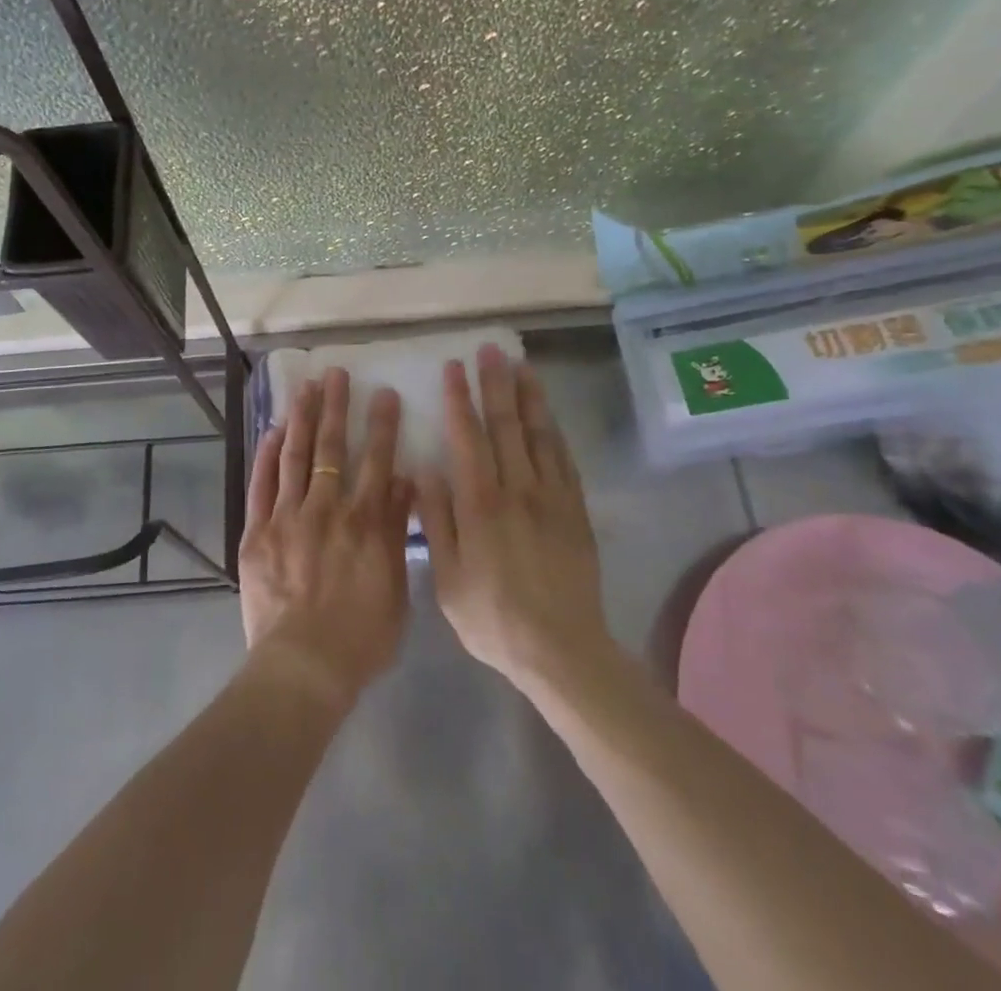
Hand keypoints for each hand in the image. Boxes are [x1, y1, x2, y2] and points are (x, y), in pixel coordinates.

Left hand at [239, 368, 411, 708]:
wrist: (304, 666)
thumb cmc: (362, 637)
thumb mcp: (397, 588)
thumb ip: (398, 531)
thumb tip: (403, 482)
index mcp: (365, 521)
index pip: (377, 459)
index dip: (381, 423)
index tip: (383, 392)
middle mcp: (326, 508)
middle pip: (331, 447)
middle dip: (335, 406)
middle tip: (336, 373)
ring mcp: (287, 516)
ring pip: (294, 455)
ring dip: (300, 418)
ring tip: (304, 387)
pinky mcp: (257, 531)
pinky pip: (261, 484)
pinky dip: (266, 455)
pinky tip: (271, 431)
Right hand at [414, 346, 612, 691]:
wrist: (561, 650)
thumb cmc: (492, 617)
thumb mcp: (447, 578)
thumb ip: (436, 520)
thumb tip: (424, 470)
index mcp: (480, 503)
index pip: (468, 437)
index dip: (460, 400)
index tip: (454, 368)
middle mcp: (517, 490)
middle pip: (506, 425)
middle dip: (496, 384)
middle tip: (491, 350)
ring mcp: (551, 498)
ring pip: (539, 436)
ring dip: (529, 398)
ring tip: (522, 366)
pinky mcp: (575, 512)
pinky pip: (564, 461)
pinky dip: (555, 433)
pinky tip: (548, 417)